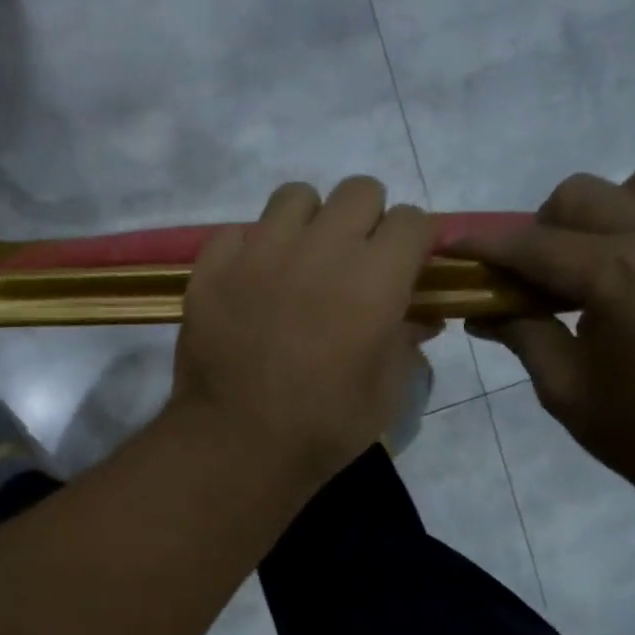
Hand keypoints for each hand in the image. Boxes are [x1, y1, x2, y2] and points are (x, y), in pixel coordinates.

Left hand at [171, 177, 437, 488]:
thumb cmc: (324, 426)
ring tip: (300, 263)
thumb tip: (422, 316)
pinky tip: (250, 284)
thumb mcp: (387, 390)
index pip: (411, 220)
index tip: (405, 267)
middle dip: (366, 219)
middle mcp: (320, 248)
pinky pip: (239, 230)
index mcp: (374, 277)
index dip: (413, 242)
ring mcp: (260, 250)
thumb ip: (407, 340)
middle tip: (354, 262)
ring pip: (295, 197)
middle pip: (359, 191)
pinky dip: (251, 248)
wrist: (236, 444)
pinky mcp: (213, 265)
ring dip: (309, 222)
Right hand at [460, 158, 634, 495]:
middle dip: (543, 229)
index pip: (532, 244)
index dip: (483, 244)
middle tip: (536, 276)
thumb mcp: (565, 389)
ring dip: (606, 210)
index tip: (450, 242)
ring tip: (597, 259)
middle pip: (581, 196)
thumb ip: (522, 334)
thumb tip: (482, 312)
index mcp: (619, 275)